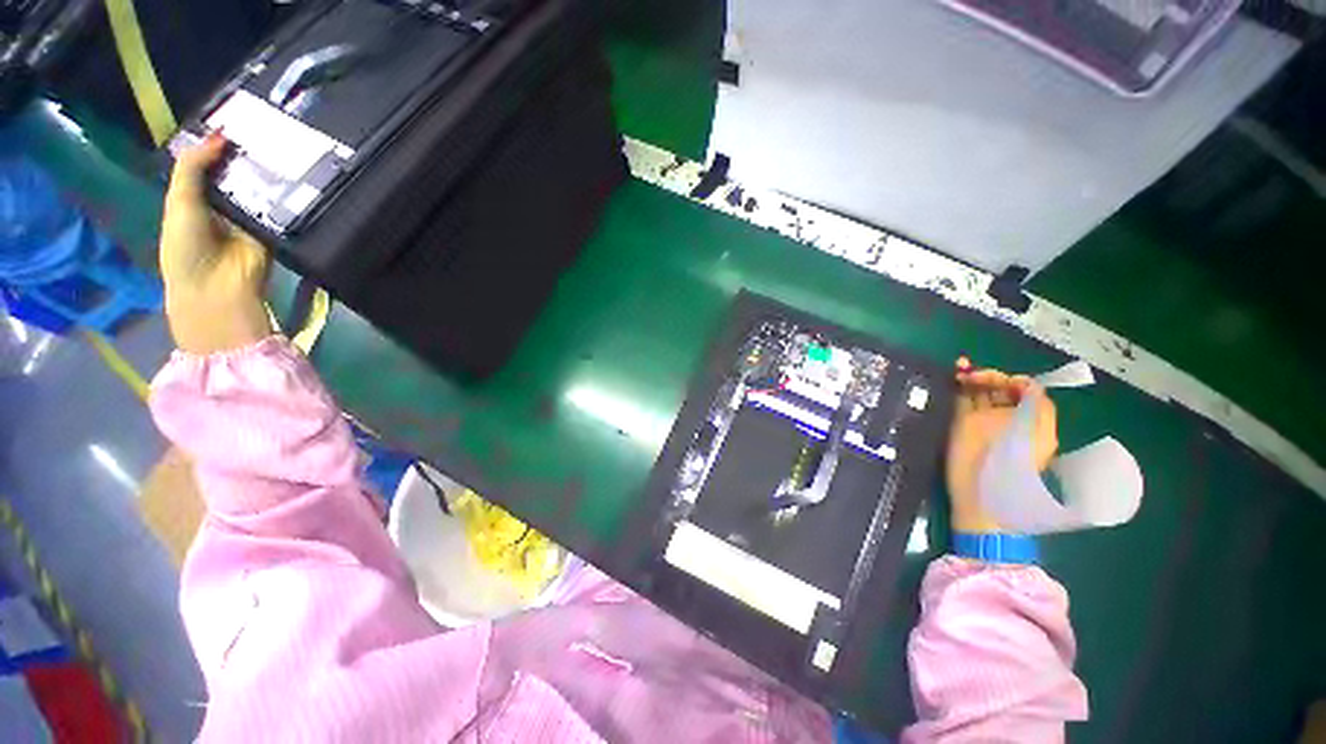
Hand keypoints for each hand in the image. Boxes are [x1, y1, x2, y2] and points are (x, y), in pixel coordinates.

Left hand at [160, 135, 272, 354]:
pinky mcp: (275, 229)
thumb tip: (219, 135)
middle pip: (237, 173)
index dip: (218, 144)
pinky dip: (285, 194)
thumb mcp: (179, 201)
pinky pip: (280, 207)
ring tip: (281, 144)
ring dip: (267, 171)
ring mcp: (252, 217)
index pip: (210, 164)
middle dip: (246, 154)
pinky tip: (293, 174)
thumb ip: (193, 168)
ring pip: (260, 187)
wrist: (217, 287)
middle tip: (263, 126)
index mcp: (197, 196)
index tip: (235, 119)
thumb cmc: (185, 246)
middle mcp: (225, 204)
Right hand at [945, 357, 1057, 533]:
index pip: (1024, 390)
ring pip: (978, 392)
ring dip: (972, 378)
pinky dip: (957, 388)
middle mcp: (1006, 419)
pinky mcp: (960, 426)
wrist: (980, 499)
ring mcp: (982, 422)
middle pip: (1000, 388)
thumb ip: (1036, 407)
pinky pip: (960, 401)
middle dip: (989, 377)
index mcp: (1030, 421)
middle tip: (973, 376)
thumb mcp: (1036, 437)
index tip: (1001, 381)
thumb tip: (1027, 383)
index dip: (1013, 380)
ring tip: (961, 371)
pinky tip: (954, 377)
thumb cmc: (1012, 470)